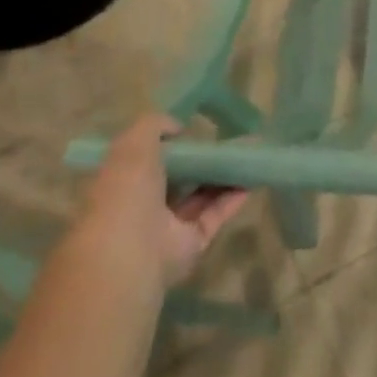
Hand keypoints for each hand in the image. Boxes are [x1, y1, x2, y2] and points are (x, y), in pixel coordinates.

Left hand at [80, 113, 248, 286]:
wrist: (133, 250)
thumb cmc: (128, 191)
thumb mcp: (134, 144)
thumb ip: (154, 126)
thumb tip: (177, 127)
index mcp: (124, 181)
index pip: (147, 159)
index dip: (169, 144)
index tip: (192, 129)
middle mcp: (145, 204)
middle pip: (178, 178)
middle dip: (201, 160)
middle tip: (229, 139)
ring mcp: (169, 226)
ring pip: (200, 196)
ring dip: (223, 176)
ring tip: (249, 154)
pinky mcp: (192, 242)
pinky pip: (216, 215)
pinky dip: (233, 198)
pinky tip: (252, 179)